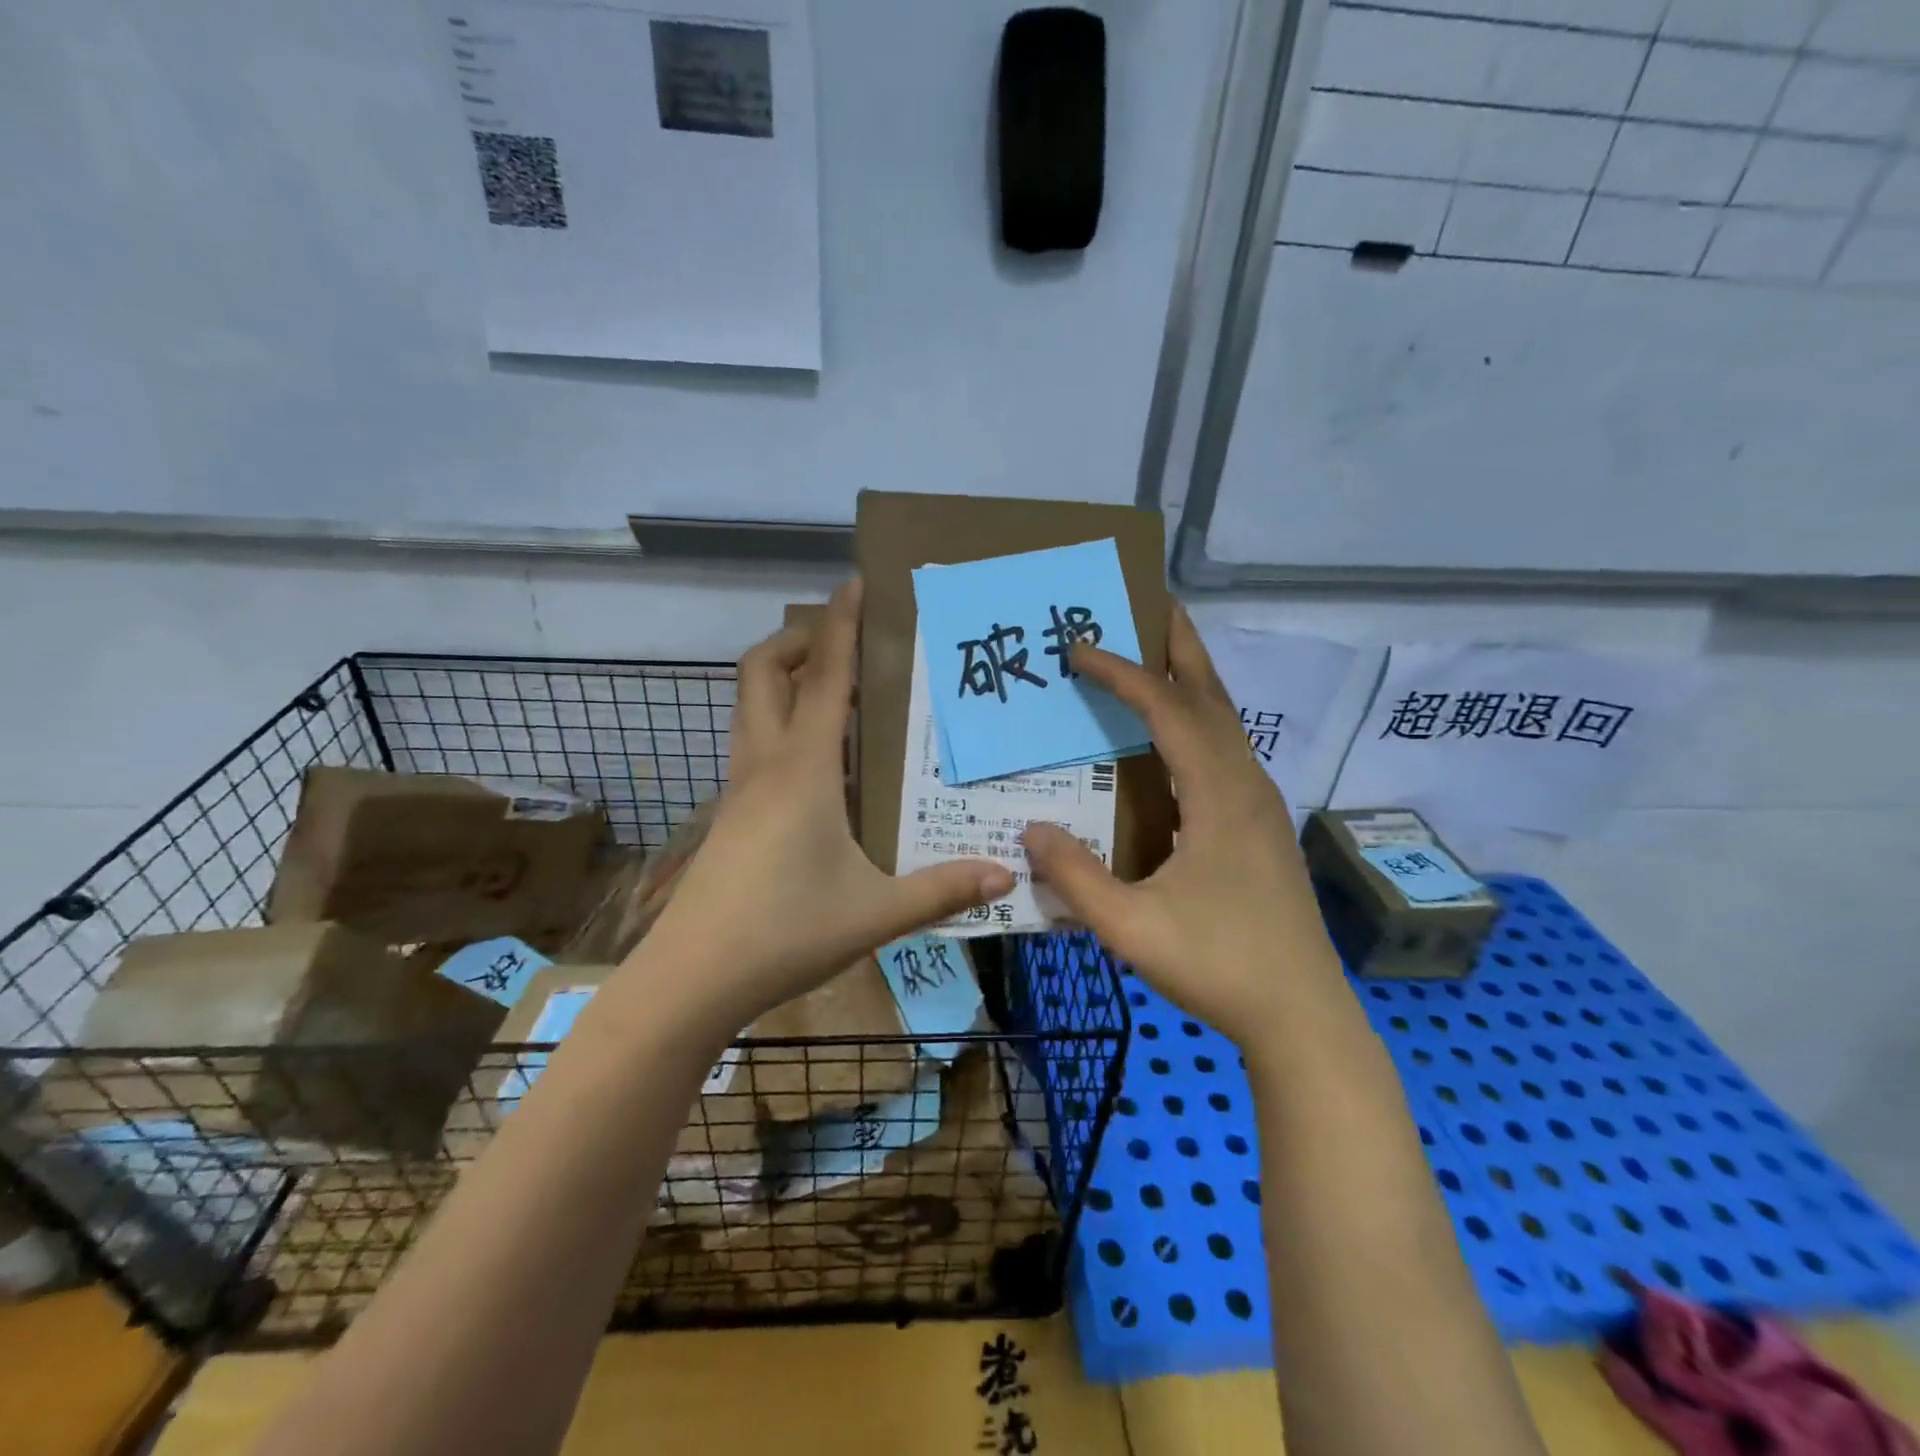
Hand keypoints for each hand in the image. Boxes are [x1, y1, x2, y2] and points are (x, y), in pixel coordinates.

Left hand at [645, 579, 1012, 1025]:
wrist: (692, 978)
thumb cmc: (785, 932)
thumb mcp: (875, 913)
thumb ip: (942, 890)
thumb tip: (1006, 873)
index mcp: (803, 769)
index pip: (823, 676)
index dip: (839, 623)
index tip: (853, 581)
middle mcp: (764, 764)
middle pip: (762, 671)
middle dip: (797, 640)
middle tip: (842, 644)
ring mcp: (738, 789)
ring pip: (749, 706)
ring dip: (783, 679)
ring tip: (835, 694)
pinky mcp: (729, 815)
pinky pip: (753, 745)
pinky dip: (779, 724)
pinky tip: (817, 766)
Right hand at [1022, 606, 1342, 1043]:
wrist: (1301, 1014)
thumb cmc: (1217, 967)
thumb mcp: (1130, 928)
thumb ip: (1076, 877)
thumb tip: (1031, 829)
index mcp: (1219, 796)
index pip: (1168, 712)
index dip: (1124, 674)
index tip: (1080, 648)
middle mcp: (1246, 785)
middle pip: (1213, 697)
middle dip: (1181, 647)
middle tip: (1150, 605)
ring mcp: (1262, 805)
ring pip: (1226, 723)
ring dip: (1193, 682)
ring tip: (1158, 656)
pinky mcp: (1262, 826)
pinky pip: (1228, 751)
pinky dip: (1200, 721)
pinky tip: (1177, 737)